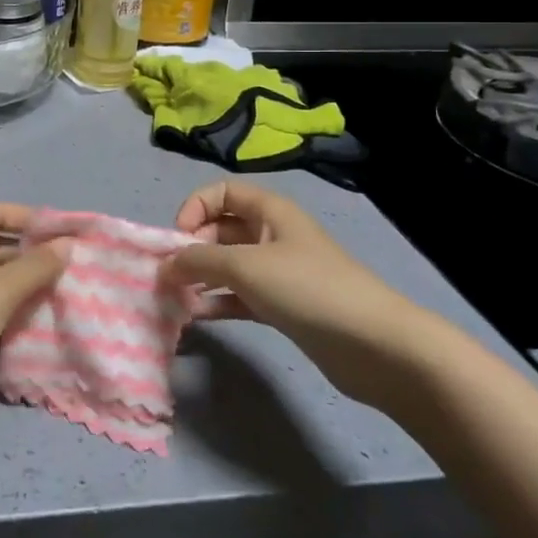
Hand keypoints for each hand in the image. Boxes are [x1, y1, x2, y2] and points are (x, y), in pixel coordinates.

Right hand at [165, 180, 430, 405]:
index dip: (195, 208)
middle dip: (193, 247)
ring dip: (202, 277)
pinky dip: (219, 302)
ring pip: (229, 265)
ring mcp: (280, 272)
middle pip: (222, 228)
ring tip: (176, 297)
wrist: (374, 345)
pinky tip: (199, 316)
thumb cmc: (307, 289)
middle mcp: (273, 235)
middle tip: (171, 276)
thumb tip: (163, 266)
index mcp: (270, 211)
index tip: (178, 240)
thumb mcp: (245, 266)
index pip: (221, 192)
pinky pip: (241, 296)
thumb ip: (198, 261)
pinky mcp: (284, 307)